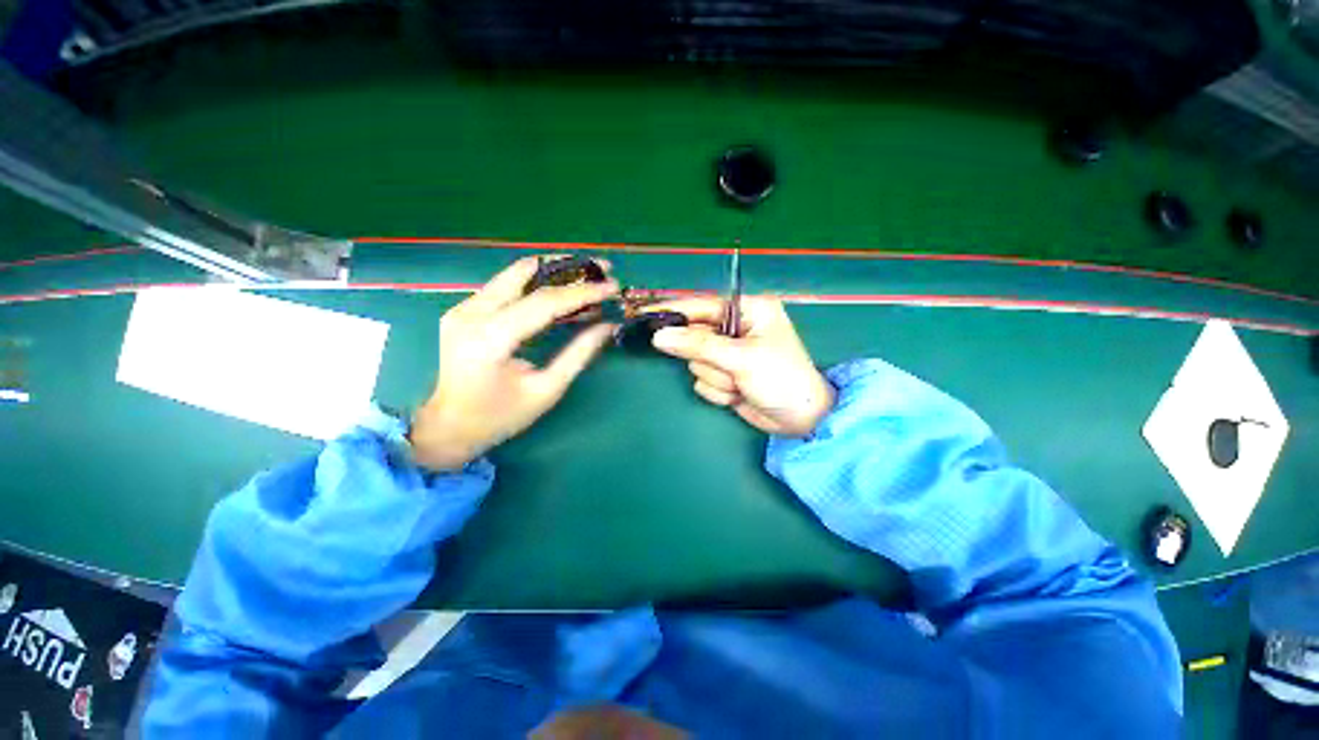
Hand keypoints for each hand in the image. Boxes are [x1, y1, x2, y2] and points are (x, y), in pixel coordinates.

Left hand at [409, 257, 619, 470]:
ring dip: (555, 271)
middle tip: (603, 268)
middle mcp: (471, 312)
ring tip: (589, 275)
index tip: (614, 286)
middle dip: (570, 267)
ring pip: (516, 273)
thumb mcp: (547, 390)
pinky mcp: (465, 309)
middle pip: (526, 272)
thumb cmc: (500, 416)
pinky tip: (562, 290)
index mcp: (490, 338)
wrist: (448, 427)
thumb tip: (608, 325)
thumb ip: (579, 354)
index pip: (544, 301)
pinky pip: (507, 284)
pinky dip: (539, 283)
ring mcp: (464, 307)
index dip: (583, 292)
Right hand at [649, 296, 834, 435]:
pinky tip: (740, 394)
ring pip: (696, 363)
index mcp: (748, 311)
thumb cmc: (780, 379)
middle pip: (695, 338)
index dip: (674, 312)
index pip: (702, 305)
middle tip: (728, 369)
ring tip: (741, 384)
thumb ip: (698, 345)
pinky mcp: (725, 375)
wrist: (801, 420)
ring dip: (717, 378)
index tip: (647, 315)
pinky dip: (719, 390)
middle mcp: (737, 329)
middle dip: (710, 359)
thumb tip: (659, 336)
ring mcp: (729, 354)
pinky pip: (703, 380)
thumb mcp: (741, 358)